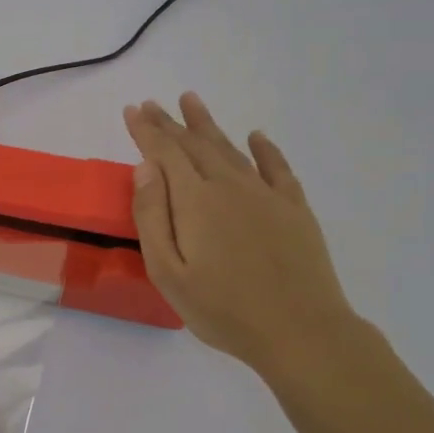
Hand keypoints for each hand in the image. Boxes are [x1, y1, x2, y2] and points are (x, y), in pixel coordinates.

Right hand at [123, 95, 363, 383]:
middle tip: (152, 103)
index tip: (132, 110)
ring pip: (231, 149)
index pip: (164, 153)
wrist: (301, 332)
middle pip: (195, 145)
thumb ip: (152, 216)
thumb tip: (145, 167)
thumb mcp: (168, 272)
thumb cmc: (223, 309)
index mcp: (195, 200)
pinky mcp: (294, 209)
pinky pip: (278, 167)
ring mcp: (266, 195)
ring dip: (208, 125)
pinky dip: (265, 149)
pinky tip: (256, 137)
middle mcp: (229, 186)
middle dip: (170, 123)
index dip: (146, 130)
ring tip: (191, 101)